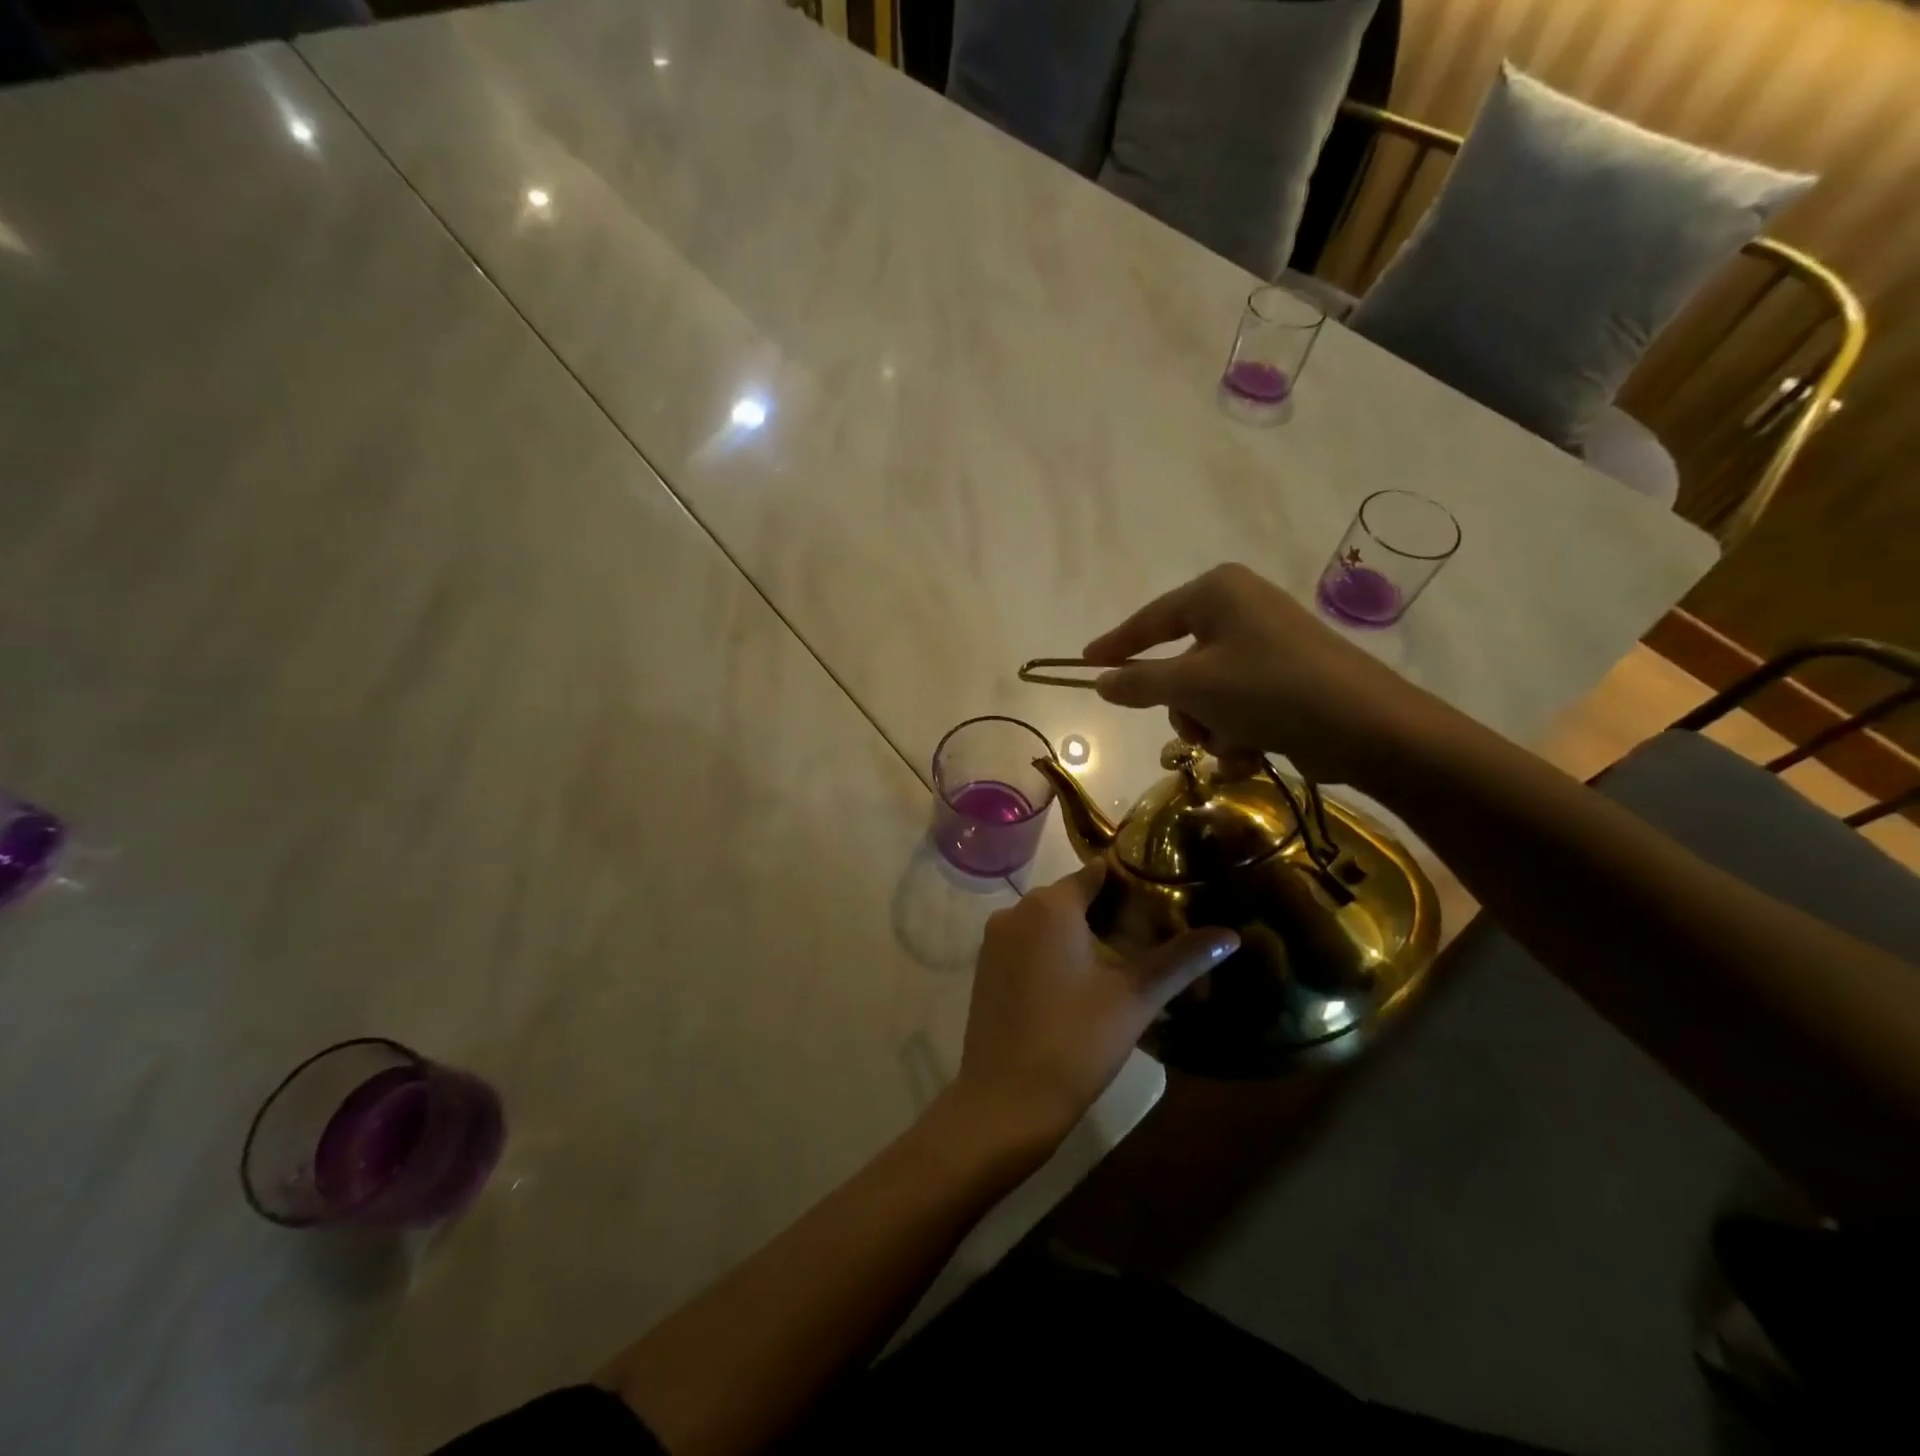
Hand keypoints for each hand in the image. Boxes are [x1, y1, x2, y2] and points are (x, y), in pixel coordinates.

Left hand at [951, 863, 1238, 1148]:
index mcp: (1049, 905)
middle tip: (1152, 935)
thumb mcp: (1135, 999)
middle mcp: (1015, 910)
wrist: (1005, 1100)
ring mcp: (994, 939)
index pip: (1097, 873)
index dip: (1132, 882)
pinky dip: (1054, 951)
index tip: (1164, 897)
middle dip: (1110, 910)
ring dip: (1082, 933)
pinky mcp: (985, 967)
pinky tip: (1081, 982)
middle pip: (1072, 896)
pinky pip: (1027, 943)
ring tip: (1123, 961)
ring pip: (1048, 921)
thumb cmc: (1075, 1041)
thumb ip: (1181, 960)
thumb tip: (1230, 934)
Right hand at [1081, 562, 1447, 786]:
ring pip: (1206, 692)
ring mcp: (1267, 644)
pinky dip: (1237, 733)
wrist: (1367, 727)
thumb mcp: (1192, 687)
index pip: (1150, 619)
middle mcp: (1241, 609)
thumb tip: (1100, 681)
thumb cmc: (1269, 690)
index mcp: (1218, 592)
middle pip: (1179, 664)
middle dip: (1182, 707)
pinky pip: (1237, 704)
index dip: (1115, 645)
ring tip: (1234, 745)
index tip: (1085, 663)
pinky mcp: (1287, 677)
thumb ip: (1139, 682)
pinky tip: (1254, 753)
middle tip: (1193, 730)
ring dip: (1210, 727)